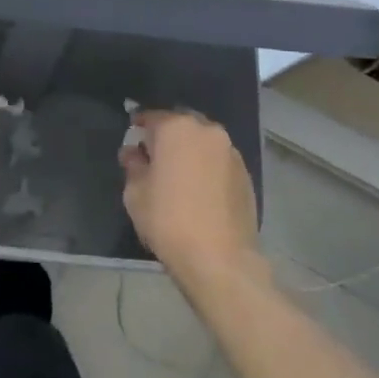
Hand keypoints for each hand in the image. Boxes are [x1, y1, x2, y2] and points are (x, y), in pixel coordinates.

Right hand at [120, 111, 261, 286]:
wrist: (220, 260)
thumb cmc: (168, 220)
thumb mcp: (135, 193)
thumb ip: (133, 165)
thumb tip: (134, 154)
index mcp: (176, 128)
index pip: (151, 117)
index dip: (138, 128)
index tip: (132, 141)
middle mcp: (206, 131)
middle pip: (180, 126)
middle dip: (167, 138)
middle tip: (155, 160)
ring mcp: (230, 152)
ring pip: (202, 143)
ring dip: (189, 152)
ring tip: (179, 177)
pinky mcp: (246, 174)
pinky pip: (218, 162)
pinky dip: (207, 168)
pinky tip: (200, 192)